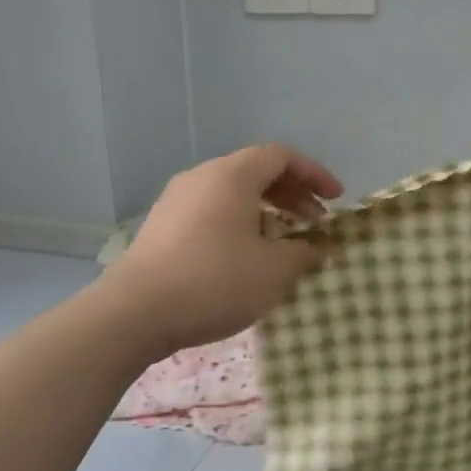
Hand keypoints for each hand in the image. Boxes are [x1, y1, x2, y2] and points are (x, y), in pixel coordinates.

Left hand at [101, 144, 342, 359]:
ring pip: (232, 192)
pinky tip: (246, 255)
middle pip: (256, 171)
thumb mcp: (274, 271)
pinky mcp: (162, 226)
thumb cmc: (215, 281)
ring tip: (284, 240)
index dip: (315, 174)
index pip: (282, 156)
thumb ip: (305, 252)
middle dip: (293, 194)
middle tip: (315, 222)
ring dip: (266, 209)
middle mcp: (202, 177)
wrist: (134, 314)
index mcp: (232, 175)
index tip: (336, 200)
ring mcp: (177, 200)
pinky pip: (212, 210)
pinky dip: (239, 221)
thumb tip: (321, 245)